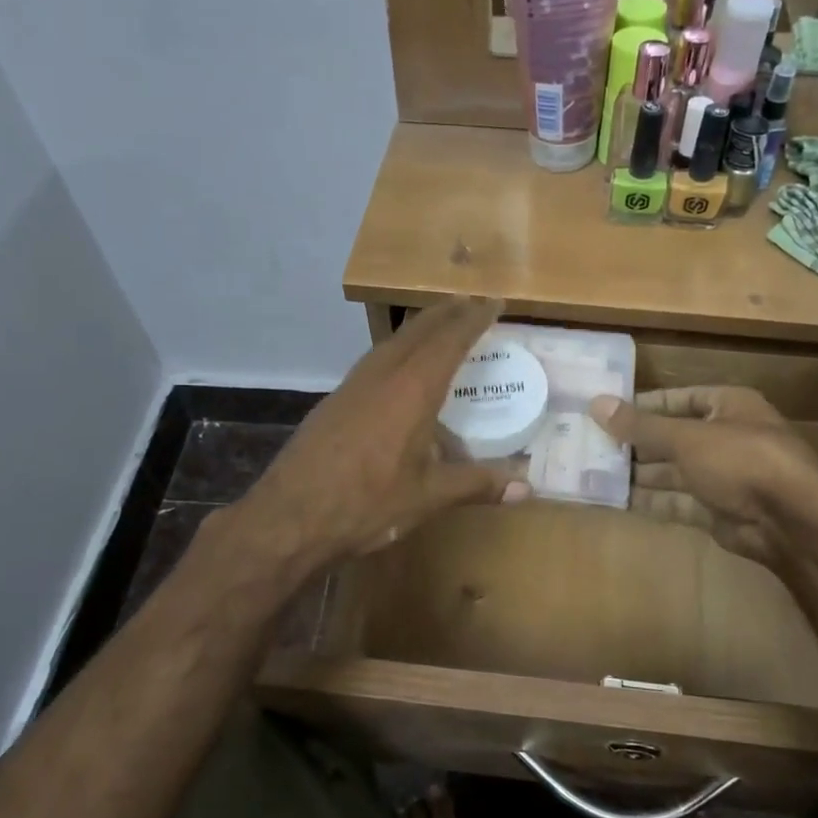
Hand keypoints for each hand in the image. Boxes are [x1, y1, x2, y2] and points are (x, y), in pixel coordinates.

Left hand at [240, 298, 531, 569]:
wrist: (290, 516)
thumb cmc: (367, 503)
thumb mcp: (428, 496)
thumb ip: (477, 485)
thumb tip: (527, 488)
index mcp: (413, 389)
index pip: (450, 340)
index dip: (474, 318)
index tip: (493, 301)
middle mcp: (383, 375)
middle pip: (419, 330)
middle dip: (447, 313)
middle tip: (470, 302)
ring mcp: (354, 384)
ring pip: (393, 341)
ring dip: (419, 328)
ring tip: (439, 325)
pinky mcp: (335, 399)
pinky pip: (375, 359)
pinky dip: (397, 349)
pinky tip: (398, 368)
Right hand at [590, 386, 817, 567]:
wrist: (792, 521)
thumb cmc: (741, 460)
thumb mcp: (686, 437)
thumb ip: (640, 425)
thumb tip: (596, 403)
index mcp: (728, 406)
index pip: (681, 399)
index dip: (646, 404)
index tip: (608, 411)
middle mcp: (726, 438)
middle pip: (673, 437)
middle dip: (636, 443)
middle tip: (591, 445)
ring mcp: (723, 477)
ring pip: (672, 472)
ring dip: (638, 474)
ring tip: (595, 472)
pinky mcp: (717, 510)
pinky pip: (677, 501)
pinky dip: (651, 501)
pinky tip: (617, 500)